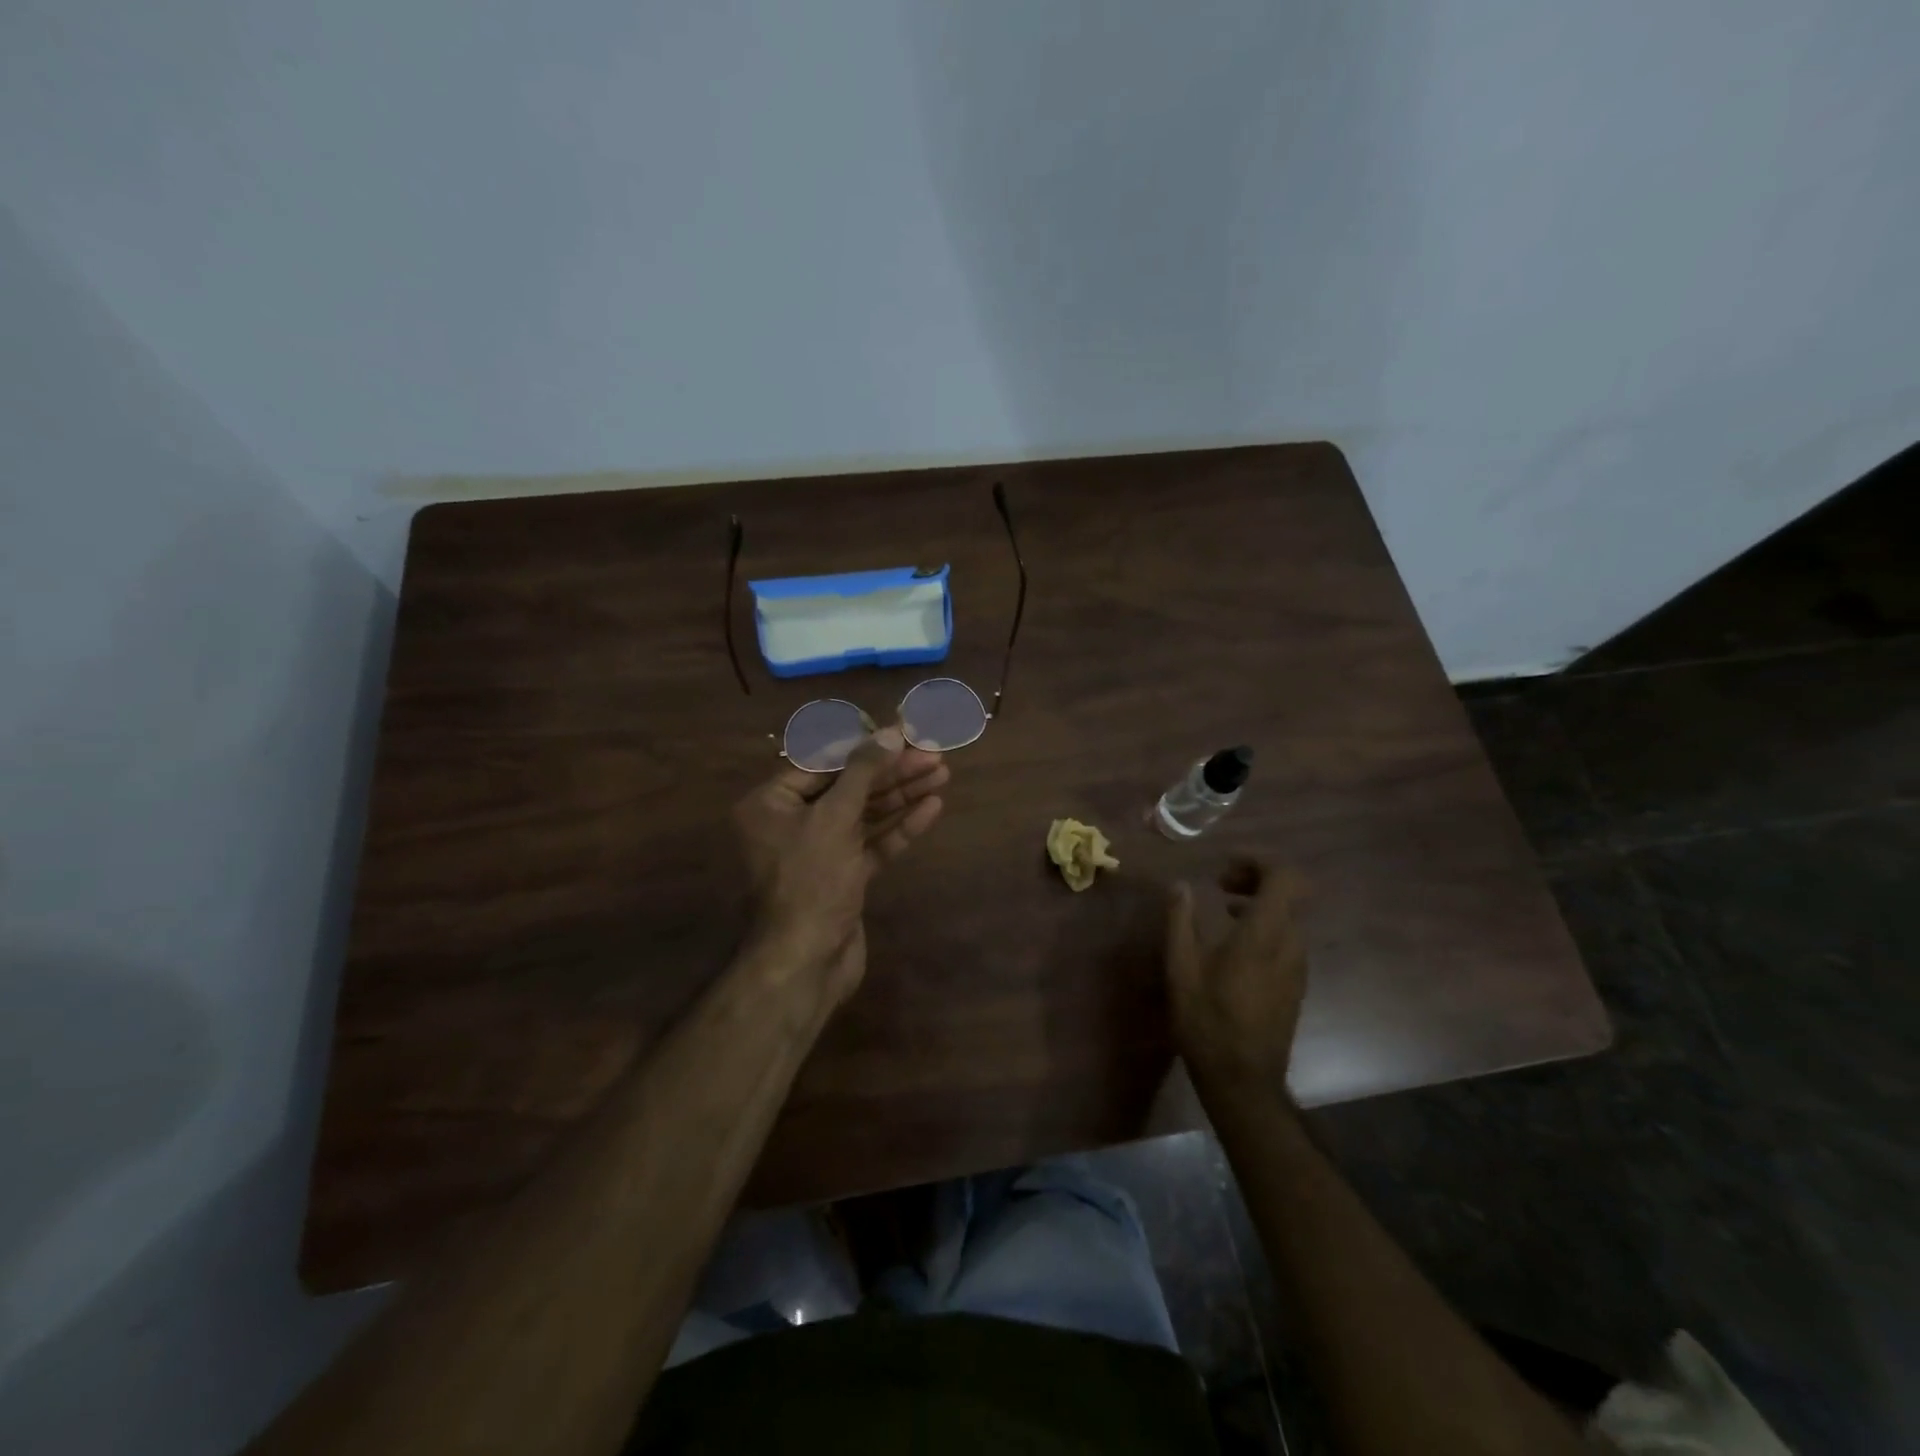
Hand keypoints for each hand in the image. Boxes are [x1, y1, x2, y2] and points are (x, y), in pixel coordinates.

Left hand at [732, 726, 947, 1006]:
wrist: (806, 962)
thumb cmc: (810, 880)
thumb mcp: (834, 818)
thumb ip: (863, 772)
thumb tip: (891, 731)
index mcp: (772, 804)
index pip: (824, 762)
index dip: (866, 746)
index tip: (904, 732)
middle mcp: (792, 824)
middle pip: (848, 787)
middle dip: (892, 771)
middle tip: (933, 753)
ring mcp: (819, 853)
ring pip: (864, 815)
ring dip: (902, 795)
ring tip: (942, 773)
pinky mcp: (844, 878)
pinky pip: (873, 844)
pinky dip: (900, 827)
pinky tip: (932, 808)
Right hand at [1166, 859, 1308, 1094]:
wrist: (1244, 1080)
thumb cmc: (1207, 1020)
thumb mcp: (1181, 967)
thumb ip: (1180, 919)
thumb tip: (1179, 884)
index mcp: (1265, 933)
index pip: (1284, 876)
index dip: (1258, 861)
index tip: (1225, 867)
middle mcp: (1290, 944)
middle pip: (1289, 892)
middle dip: (1256, 878)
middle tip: (1220, 884)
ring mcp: (1298, 966)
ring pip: (1289, 916)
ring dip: (1259, 902)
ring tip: (1222, 912)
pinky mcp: (1296, 984)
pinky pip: (1287, 938)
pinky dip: (1264, 926)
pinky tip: (1234, 945)